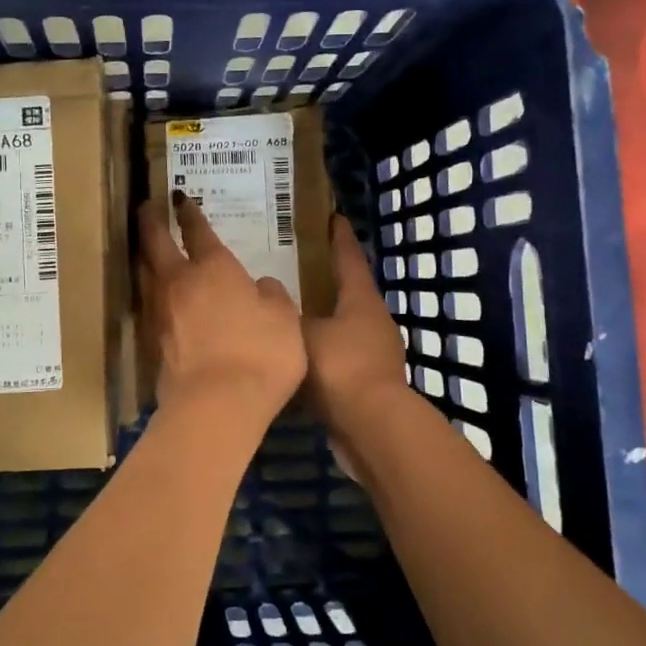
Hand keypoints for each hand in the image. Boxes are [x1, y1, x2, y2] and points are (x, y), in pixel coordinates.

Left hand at [137, 193, 305, 437]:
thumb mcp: (285, 320)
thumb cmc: (260, 354)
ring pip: (144, 273)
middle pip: (156, 243)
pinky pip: (146, 305)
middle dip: (151, 222)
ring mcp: (160, 312)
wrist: (216, 405)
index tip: (179, 198)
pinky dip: (148, 293)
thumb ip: (272, 297)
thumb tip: (260, 287)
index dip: (189, 213)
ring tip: (145, 248)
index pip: (198, 231)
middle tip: (146, 207)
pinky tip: (154, 297)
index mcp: (214, 268)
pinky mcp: (151, 342)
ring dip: (143, 255)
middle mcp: (180, 282)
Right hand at [302, 216, 411, 438]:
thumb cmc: (340, 368)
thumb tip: (270, 297)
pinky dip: (321, 350)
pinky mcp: (368, 381)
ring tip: (291, 311)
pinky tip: (296, 354)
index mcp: (361, 300)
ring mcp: (375, 352)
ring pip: (343, 324)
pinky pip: (339, 355)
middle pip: (348, 291)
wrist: (371, 428)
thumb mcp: (303, 333)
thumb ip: (285, 314)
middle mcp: (373, 320)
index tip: (331, 217)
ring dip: (322, 317)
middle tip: (296, 266)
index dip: (338, 237)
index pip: (349, 258)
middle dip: (326, 278)